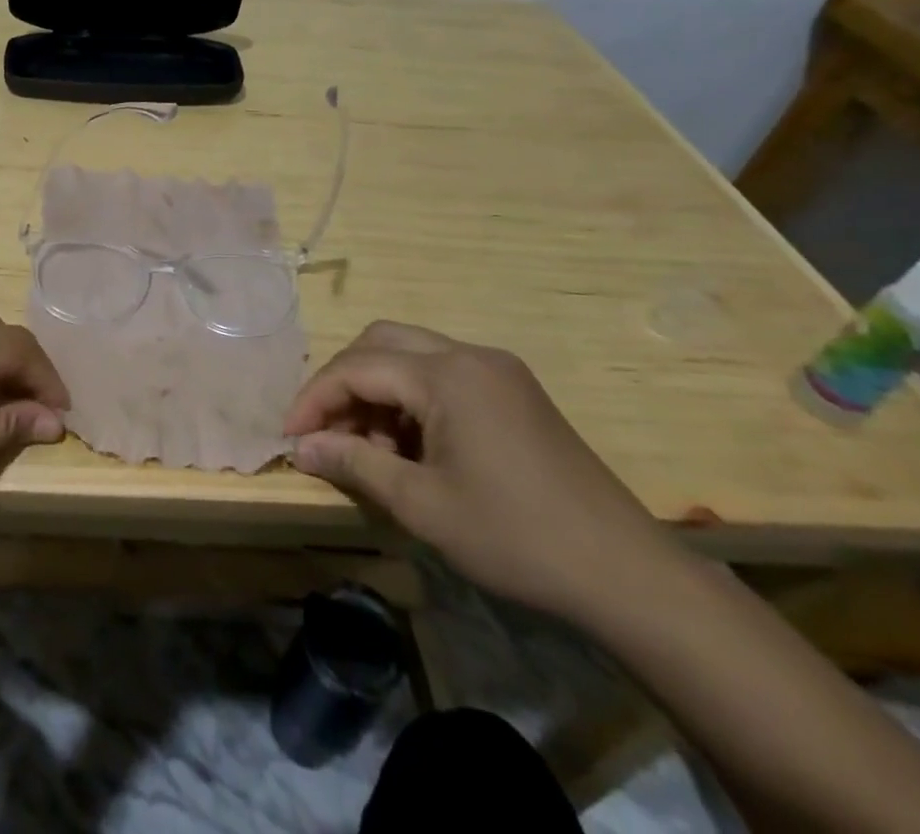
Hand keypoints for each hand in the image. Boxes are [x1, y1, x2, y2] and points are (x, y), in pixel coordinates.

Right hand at [284, 322, 680, 623]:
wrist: (629, 576)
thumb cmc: (516, 537)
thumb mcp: (422, 505)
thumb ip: (354, 465)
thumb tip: (301, 447)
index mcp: (447, 374)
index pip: (358, 367)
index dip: (315, 398)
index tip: (290, 436)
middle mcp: (471, 355)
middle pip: (382, 343)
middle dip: (344, 383)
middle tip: (326, 431)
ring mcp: (498, 371)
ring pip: (412, 358)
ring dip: (378, 393)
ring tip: (371, 452)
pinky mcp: (515, 392)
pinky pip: (444, 377)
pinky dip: (412, 402)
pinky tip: (412, 448)